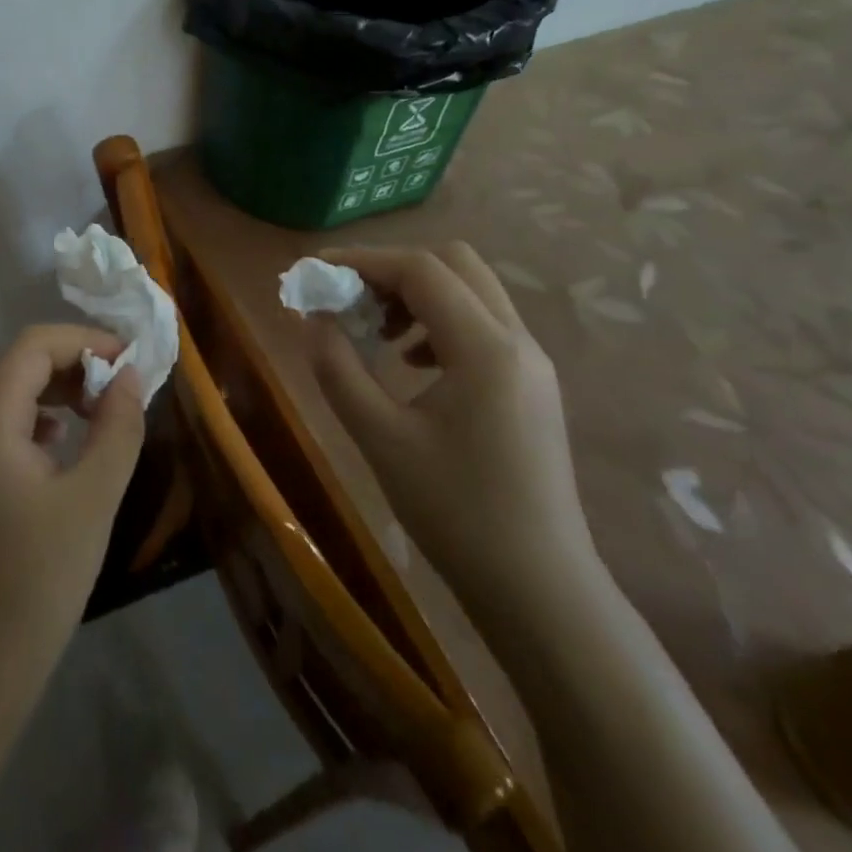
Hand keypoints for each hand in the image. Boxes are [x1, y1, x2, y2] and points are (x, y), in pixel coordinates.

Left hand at [0, 325, 146, 677]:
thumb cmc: (37, 581)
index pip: (33, 346)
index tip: (131, 361)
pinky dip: (42, 419)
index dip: (85, 341)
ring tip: (104, 413)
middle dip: (75, 364)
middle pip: (20, 364)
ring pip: (12, 393)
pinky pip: (5, 425)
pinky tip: (68, 444)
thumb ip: (117, 427)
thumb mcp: (93, 498)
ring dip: (60, 390)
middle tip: (124, 388)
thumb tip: (130, 376)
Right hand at [309, 241, 596, 612]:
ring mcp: (532, 362)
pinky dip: (439, 320)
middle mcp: (517, 340)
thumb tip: (311, 317)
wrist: (540, 591)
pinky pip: (483, 323)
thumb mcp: (380, 438)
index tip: (316, 272)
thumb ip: (338, 368)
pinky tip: (409, 363)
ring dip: (417, 294)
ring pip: (471, 290)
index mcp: (485, 348)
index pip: (420, 270)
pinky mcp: (531, 384)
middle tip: (350, 300)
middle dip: (393, 270)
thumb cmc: (456, 513)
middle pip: (454, 263)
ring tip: (374, 332)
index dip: (362, 260)